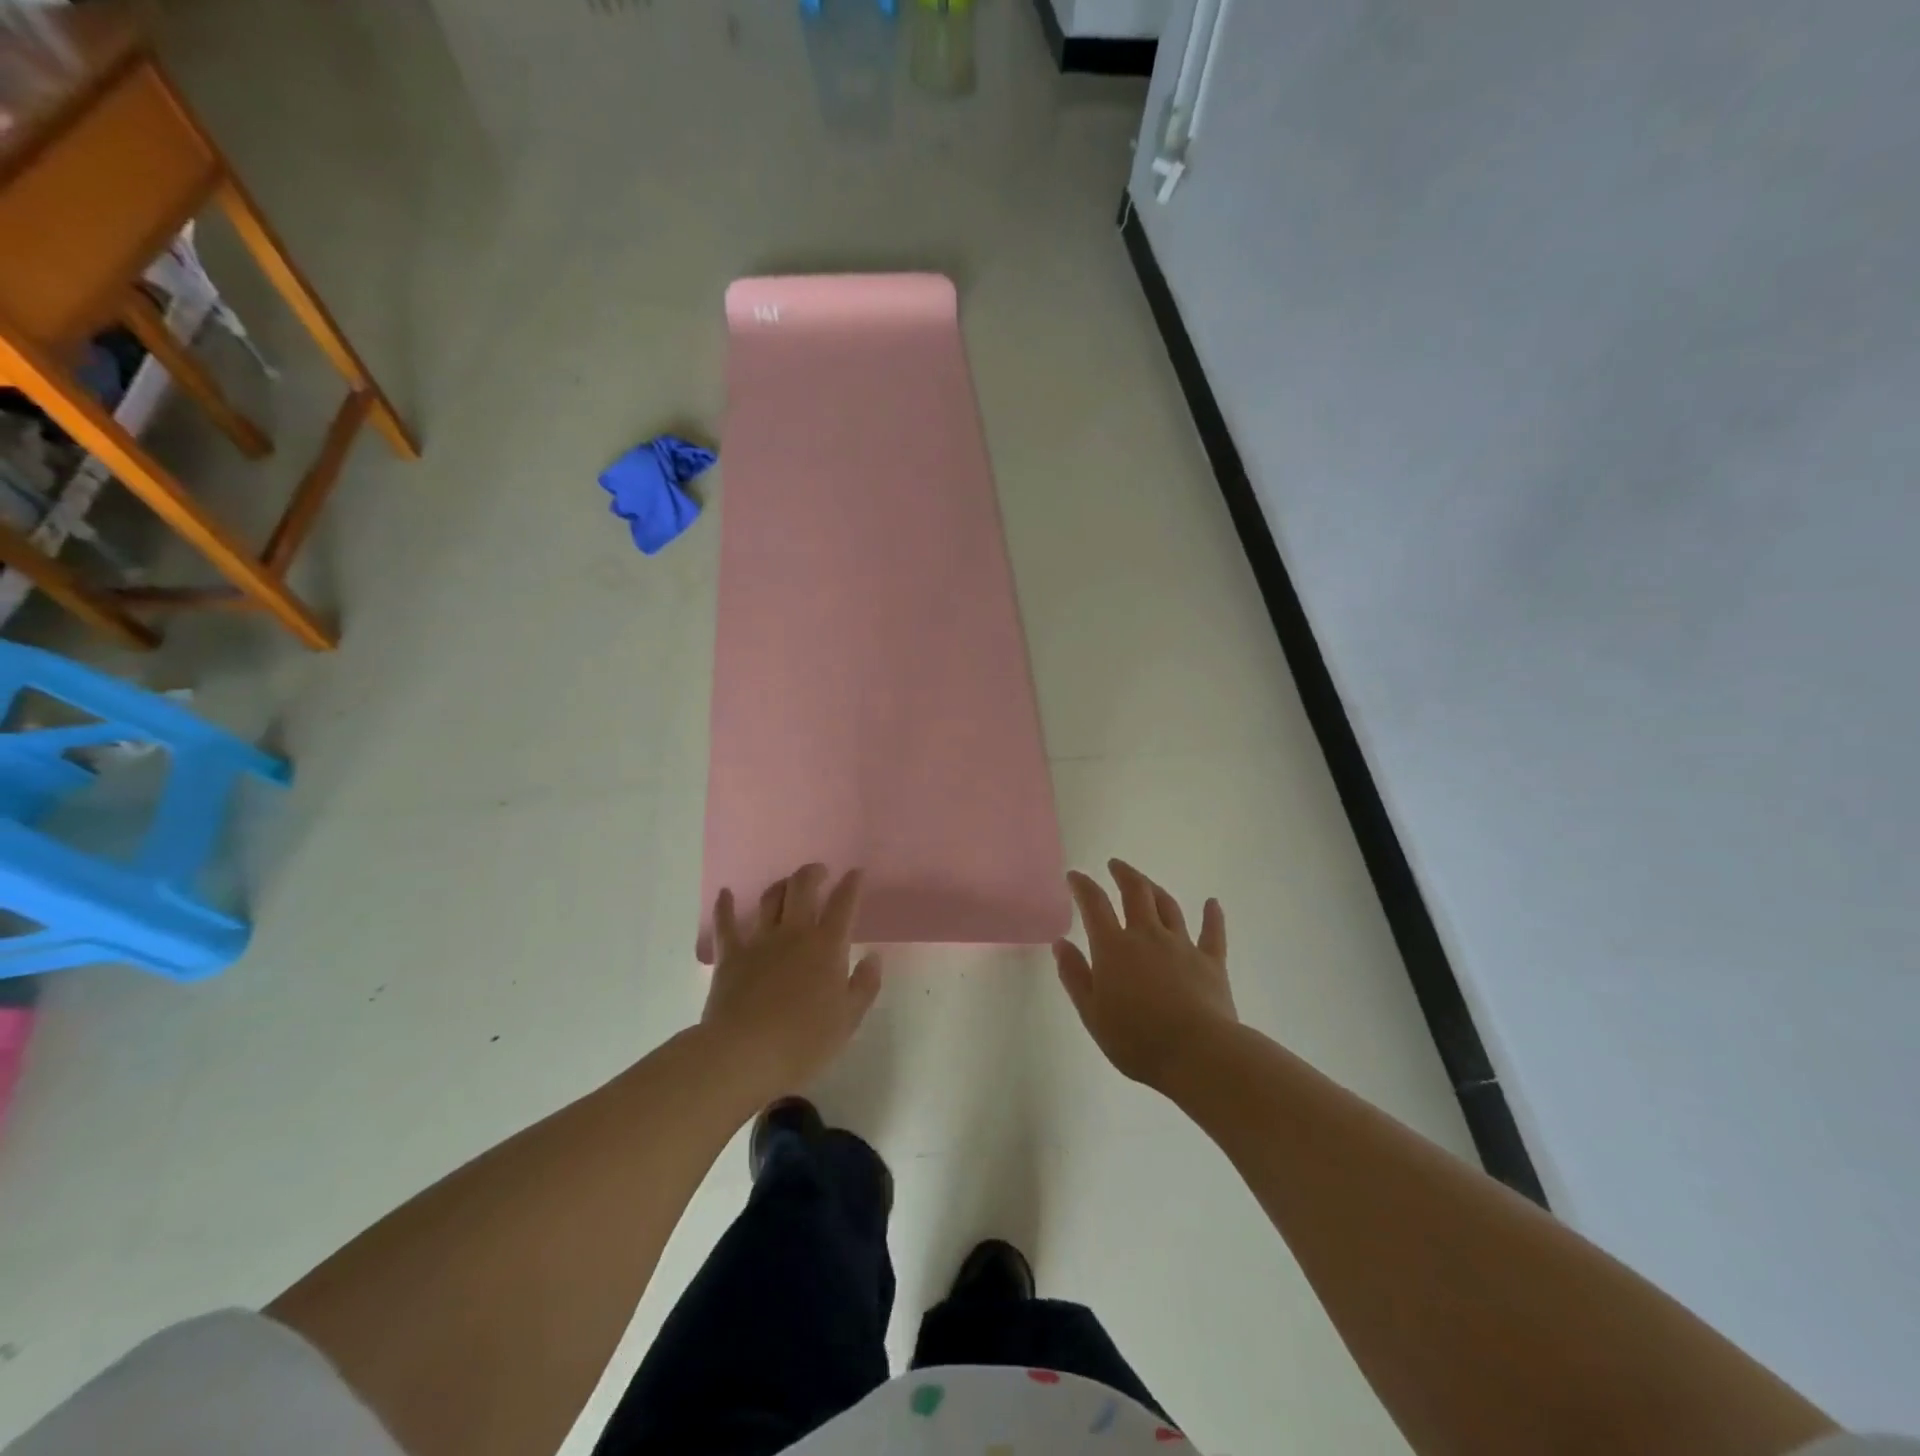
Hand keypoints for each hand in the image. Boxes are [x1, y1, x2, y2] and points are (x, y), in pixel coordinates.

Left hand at [702, 864, 882, 1095]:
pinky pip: (726, 924)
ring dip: (781, 885)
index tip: (856, 872)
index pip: (843, 904)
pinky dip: (725, 906)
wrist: (745, 1054)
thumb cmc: (803, 1041)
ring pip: (770, 899)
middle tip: (820, 872)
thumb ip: (864, 985)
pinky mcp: (730, 956)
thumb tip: (873, 957)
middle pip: (803, 888)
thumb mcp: (848, 1019)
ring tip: (787, 884)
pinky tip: (725, 894)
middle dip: (813, 873)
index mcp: (827, 946)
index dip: (851, 884)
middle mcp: (794, 933)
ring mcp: (759, 941)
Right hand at [1053, 859, 1236, 1089]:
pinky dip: (1212, 916)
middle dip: (1123, 875)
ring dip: (1155, 889)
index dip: (1083, 886)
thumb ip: (1074, 975)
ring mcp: (1182, 946)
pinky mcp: (1211, 962)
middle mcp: (1147, 936)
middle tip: (1115, 865)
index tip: (1075, 876)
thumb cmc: (1137, 1039)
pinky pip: (1212, 932)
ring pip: (1168, 906)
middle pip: (1136, 893)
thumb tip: (1061, 943)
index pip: (1094, 905)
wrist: (1198, 1054)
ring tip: (1146, 883)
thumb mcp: (1092, 1013)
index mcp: (1114, 948)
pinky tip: (1212, 903)